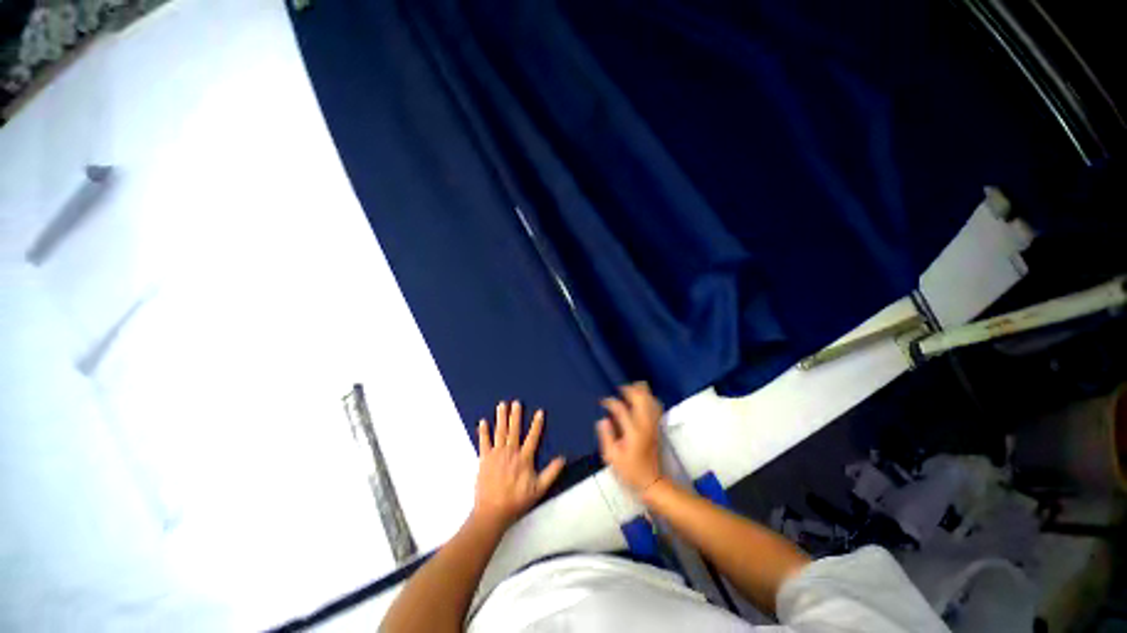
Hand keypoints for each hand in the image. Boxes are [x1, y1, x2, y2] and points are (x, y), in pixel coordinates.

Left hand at [473, 401, 565, 529]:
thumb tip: (562, 458)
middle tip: (516, 402)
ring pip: (500, 432)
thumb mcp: (539, 489)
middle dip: (515, 415)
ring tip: (501, 405)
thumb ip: (551, 473)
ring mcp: (496, 454)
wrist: (492, 512)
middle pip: (514, 429)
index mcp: (524, 458)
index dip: (537, 424)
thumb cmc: (517, 500)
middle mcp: (511, 452)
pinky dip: (483, 431)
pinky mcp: (484, 459)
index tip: (539, 412)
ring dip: (501, 417)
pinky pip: (484, 442)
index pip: (533, 437)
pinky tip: (482, 422)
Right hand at [596, 382, 664, 495]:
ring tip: (630, 390)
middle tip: (619, 390)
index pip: (620, 408)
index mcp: (632, 431)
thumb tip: (603, 420)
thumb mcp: (612, 457)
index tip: (603, 402)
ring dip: (640, 391)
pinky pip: (656, 406)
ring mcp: (653, 424)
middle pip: (640, 398)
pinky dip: (649, 398)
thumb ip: (607, 436)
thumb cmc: (630, 471)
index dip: (610, 402)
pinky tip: (643, 398)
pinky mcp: (657, 426)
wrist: (652, 481)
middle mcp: (645, 424)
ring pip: (650, 399)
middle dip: (629, 390)